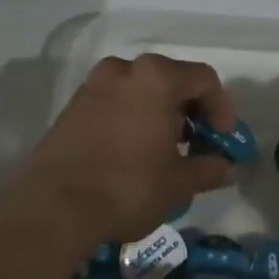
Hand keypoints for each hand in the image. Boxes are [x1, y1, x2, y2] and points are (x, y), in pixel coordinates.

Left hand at [0, 54, 240, 250]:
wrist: (51, 208)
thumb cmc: (127, 187)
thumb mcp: (178, 183)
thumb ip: (209, 169)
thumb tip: (226, 167)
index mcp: (155, 77)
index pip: (203, 79)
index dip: (222, 109)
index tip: (223, 140)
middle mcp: (123, 70)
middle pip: (171, 79)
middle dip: (191, 111)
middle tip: (198, 144)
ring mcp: (93, 86)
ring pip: (141, 90)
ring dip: (161, 114)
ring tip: (166, 152)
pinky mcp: (71, 107)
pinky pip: (116, 103)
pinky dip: (133, 118)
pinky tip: (135, 153)